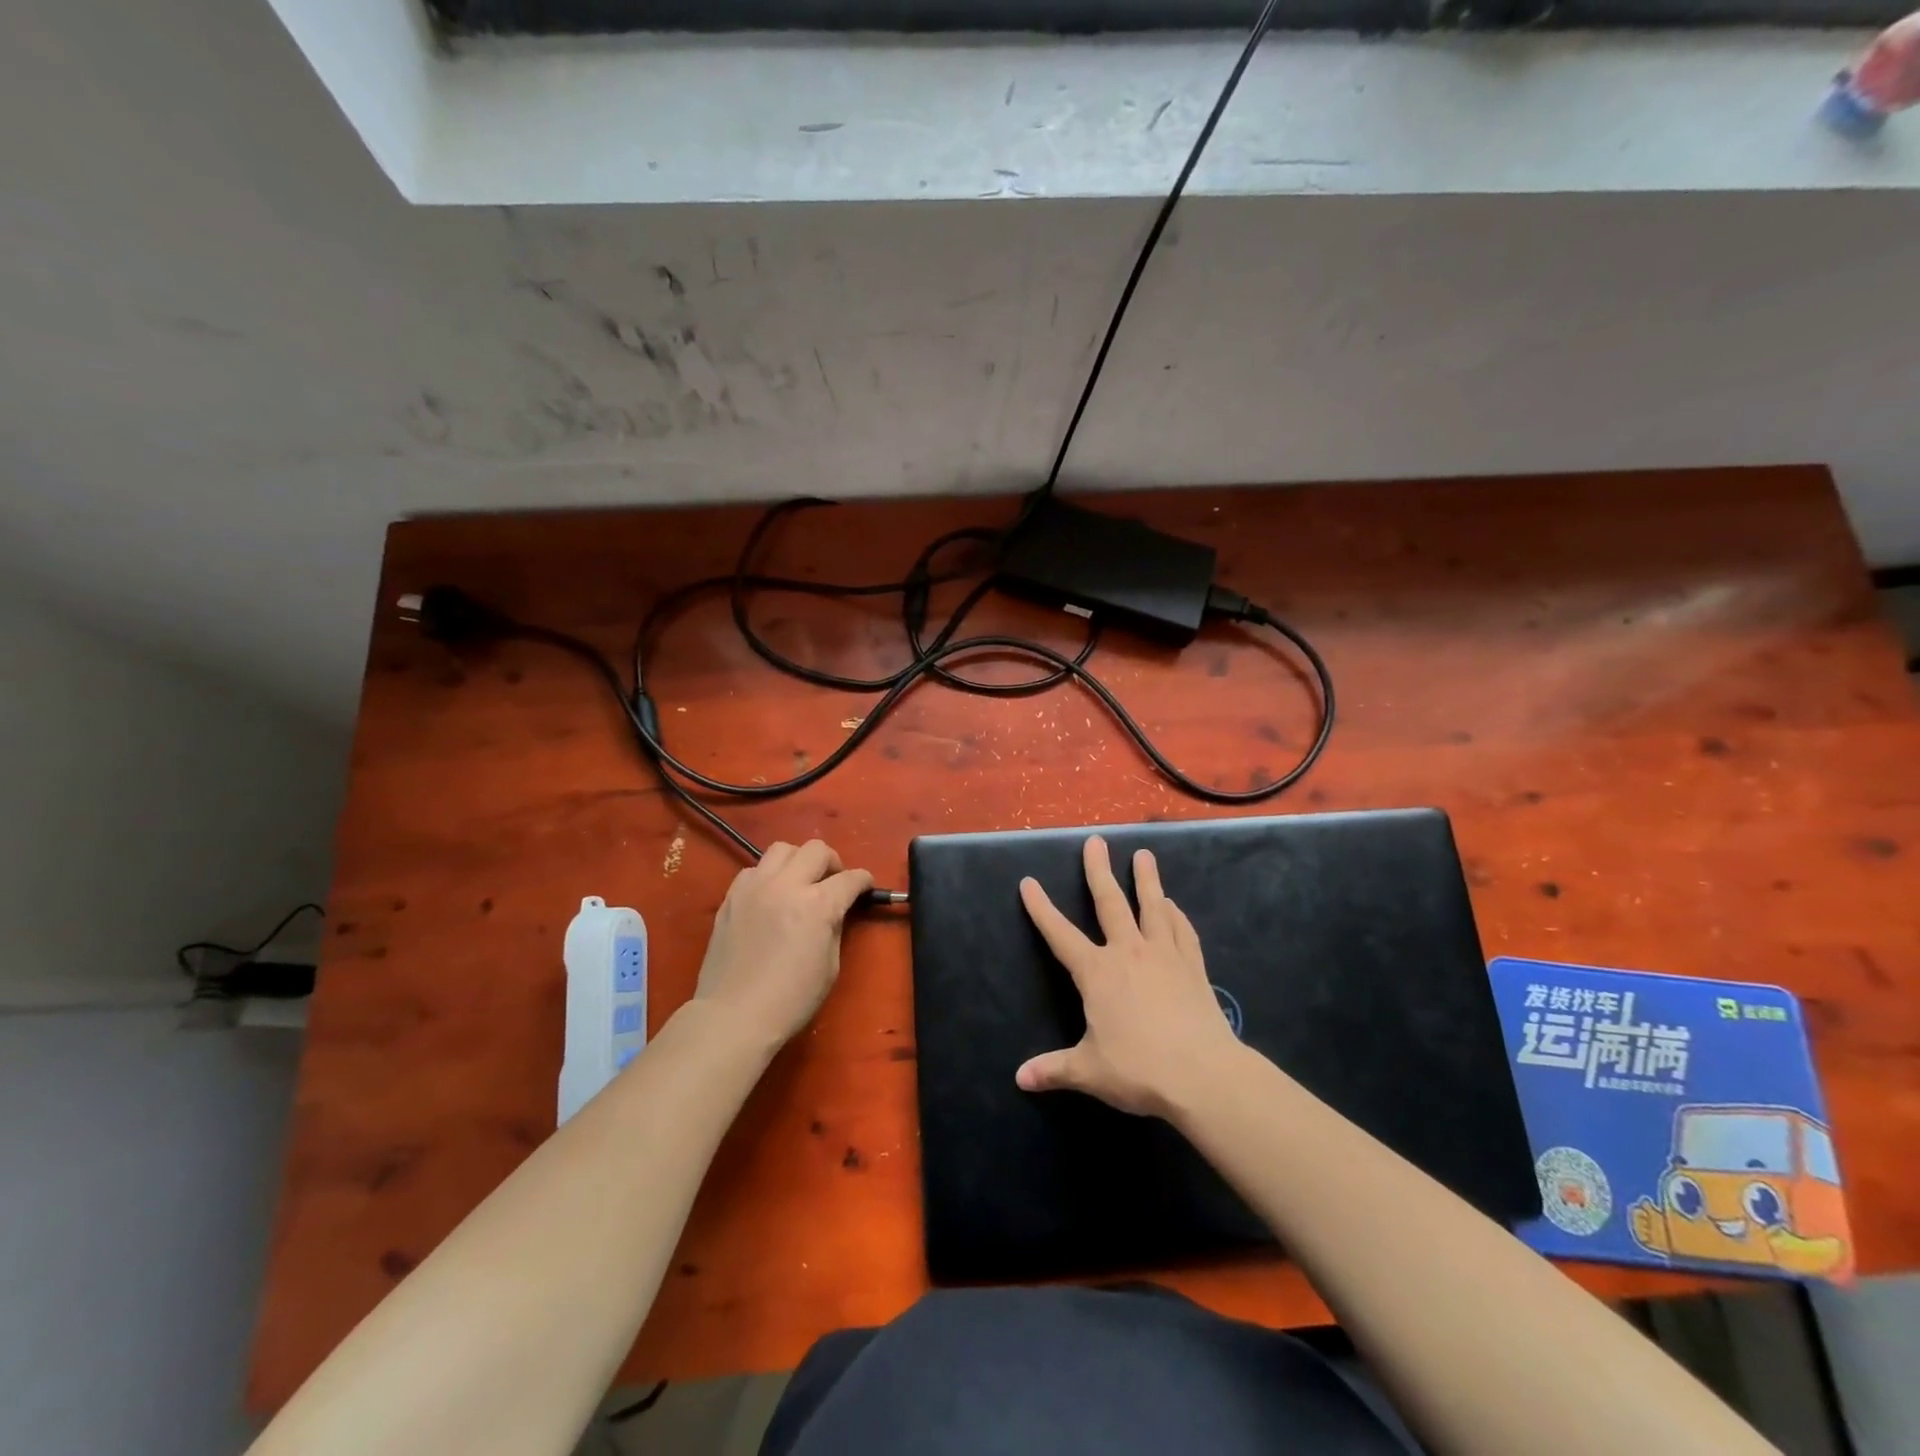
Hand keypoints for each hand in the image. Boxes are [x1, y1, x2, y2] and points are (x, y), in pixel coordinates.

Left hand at [691, 840, 872, 1052]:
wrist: (734, 1015)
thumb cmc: (791, 999)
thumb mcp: (830, 966)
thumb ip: (835, 928)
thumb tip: (835, 911)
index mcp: (818, 905)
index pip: (850, 878)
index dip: (864, 881)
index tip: (866, 887)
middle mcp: (787, 885)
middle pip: (817, 850)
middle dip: (833, 862)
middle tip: (833, 882)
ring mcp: (755, 887)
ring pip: (782, 848)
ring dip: (798, 860)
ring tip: (800, 881)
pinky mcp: (732, 896)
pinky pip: (754, 869)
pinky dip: (768, 875)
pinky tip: (770, 896)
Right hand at [1016, 836, 1243, 1118]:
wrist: (1203, 1075)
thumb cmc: (1139, 1069)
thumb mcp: (1088, 1071)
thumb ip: (1054, 1069)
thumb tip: (1019, 1079)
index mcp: (1097, 973)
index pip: (1060, 934)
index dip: (1041, 909)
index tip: (1028, 882)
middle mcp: (1128, 952)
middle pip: (1110, 903)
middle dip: (1098, 871)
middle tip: (1096, 841)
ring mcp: (1164, 955)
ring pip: (1152, 906)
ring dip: (1146, 879)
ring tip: (1143, 854)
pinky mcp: (1192, 966)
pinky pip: (1182, 931)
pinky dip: (1176, 915)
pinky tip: (1173, 906)